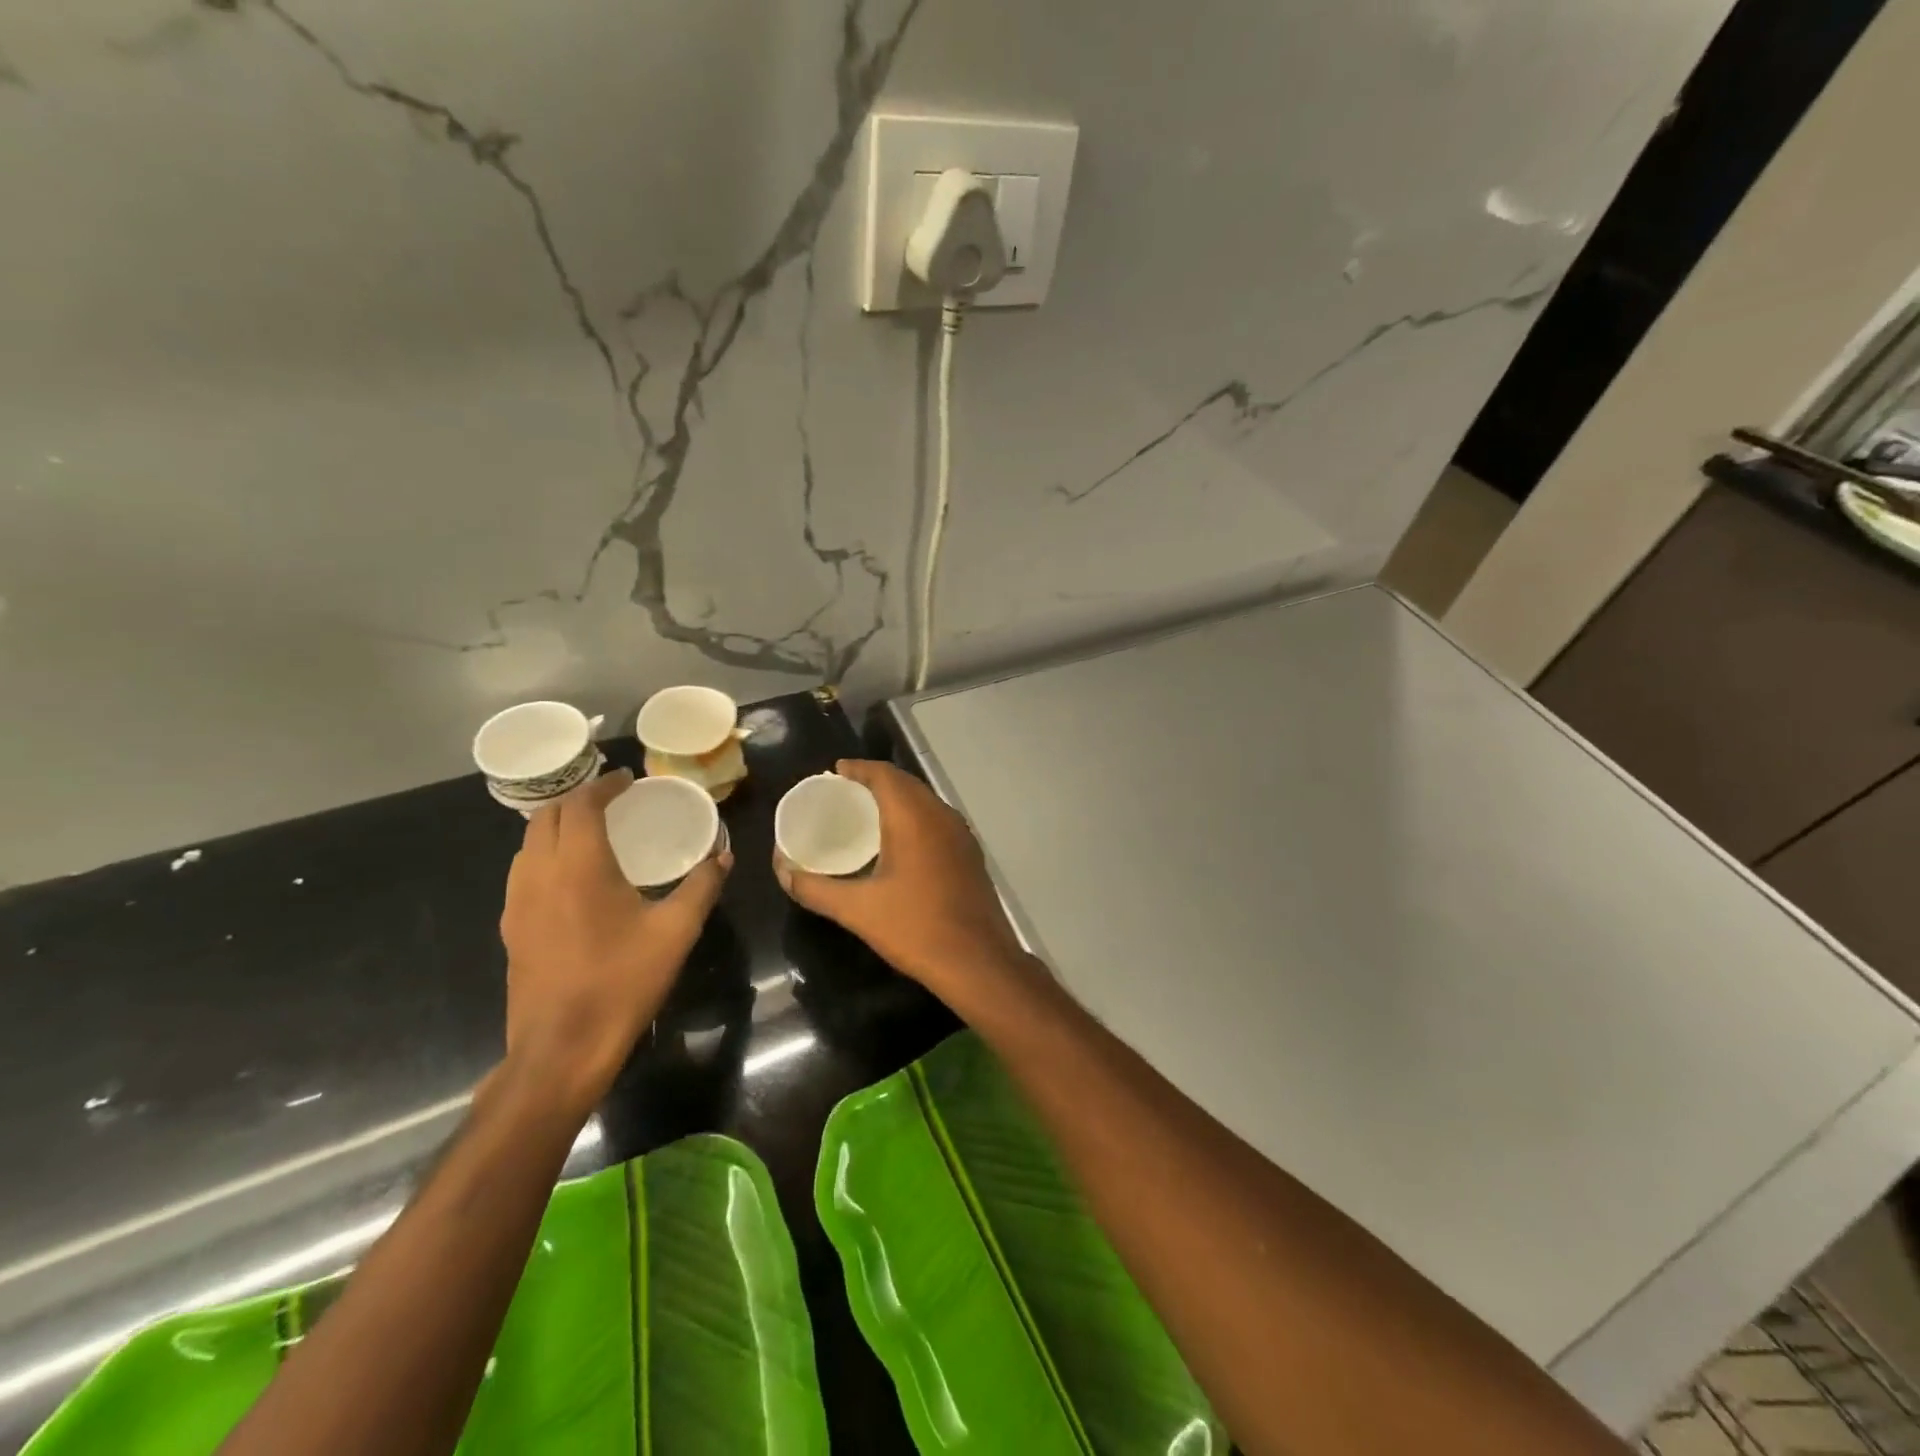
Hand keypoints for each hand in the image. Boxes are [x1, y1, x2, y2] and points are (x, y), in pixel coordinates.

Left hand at [500, 769, 729, 1116]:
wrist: (561, 1049)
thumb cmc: (622, 982)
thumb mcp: (676, 931)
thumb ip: (701, 886)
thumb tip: (722, 855)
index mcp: (578, 866)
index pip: (581, 805)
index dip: (603, 786)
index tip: (627, 780)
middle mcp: (539, 874)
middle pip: (547, 817)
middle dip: (578, 799)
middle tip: (613, 800)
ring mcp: (517, 903)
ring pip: (529, 844)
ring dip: (558, 826)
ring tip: (593, 831)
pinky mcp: (511, 929)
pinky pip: (524, 872)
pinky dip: (547, 855)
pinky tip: (573, 877)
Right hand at [775, 760, 1028, 1002]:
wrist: (978, 961)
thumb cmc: (915, 929)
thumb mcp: (857, 910)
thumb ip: (815, 889)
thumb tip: (782, 871)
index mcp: (914, 817)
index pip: (885, 774)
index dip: (858, 768)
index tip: (834, 772)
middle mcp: (941, 815)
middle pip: (906, 783)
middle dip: (875, 781)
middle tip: (844, 793)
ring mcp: (961, 834)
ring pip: (925, 801)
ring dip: (897, 799)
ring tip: (867, 814)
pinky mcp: (970, 854)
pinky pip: (937, 820)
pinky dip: (915, 817)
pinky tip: (899, 842)